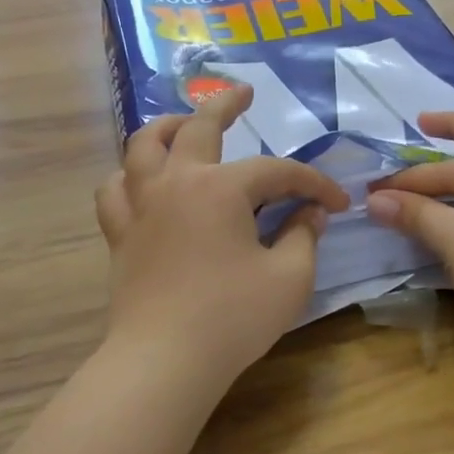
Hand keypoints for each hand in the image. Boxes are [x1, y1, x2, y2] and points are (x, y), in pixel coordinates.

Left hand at [96, 86, 349, 387]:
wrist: (164, 360)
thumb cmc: (233, 318)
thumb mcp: (288, 278)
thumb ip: (303, 236)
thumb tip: (311, 213)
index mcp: (220, 188)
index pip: (277, 172)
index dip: (313, 184)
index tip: (338, 203)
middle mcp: (175, 182)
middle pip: (198, 126)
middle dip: (226, 104)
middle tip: (245, 92)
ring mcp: (141, 206)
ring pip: (142, 146)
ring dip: (165, 127)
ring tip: (181, 123)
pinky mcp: (120, 235)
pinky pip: (115, 189)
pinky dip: (129, 176)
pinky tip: (141, 181)